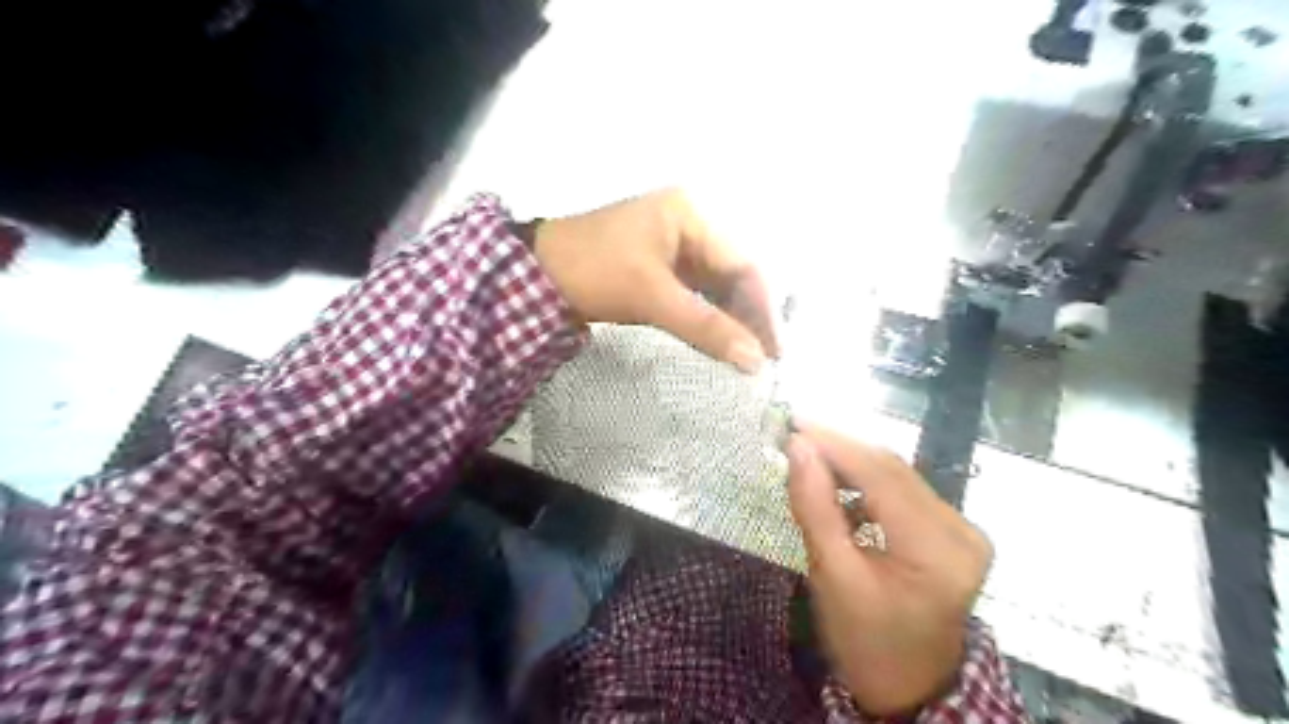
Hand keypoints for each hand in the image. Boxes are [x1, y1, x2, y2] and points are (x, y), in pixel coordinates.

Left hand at [533, 190, 772, 370]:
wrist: (534, 275)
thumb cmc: (595, 271)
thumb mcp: (652, 297)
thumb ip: (705, 327)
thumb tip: (755, 361)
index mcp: (692, 214)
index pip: (742, 264)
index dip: (761, 309)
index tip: (773, 350)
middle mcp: (690, 223)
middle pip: (732, 274)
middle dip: (747, 316)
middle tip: (762, 358)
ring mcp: (674, 245)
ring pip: (716, 286)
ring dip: (729, 319)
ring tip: (745, 355)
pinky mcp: (660, 266)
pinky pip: (696, 292)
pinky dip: (707, 317)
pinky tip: (719, 340)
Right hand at [785, 423, 988, 714]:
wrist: (907, 685)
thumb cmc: (864, 640)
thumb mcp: (831, 575)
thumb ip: (815, 506)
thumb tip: (797, 447)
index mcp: (938, 550)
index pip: (882, 476)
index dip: (835, 444)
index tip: (792, 425)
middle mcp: (961, 530)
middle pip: (892, 469)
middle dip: (839, 448)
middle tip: (793, 436)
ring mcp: (961, 529)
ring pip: (896, 475)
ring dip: (850, 463)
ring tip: (808, 459)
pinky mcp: (951, 530)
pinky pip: (902, 490)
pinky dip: (865, 482)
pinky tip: (837, 484)